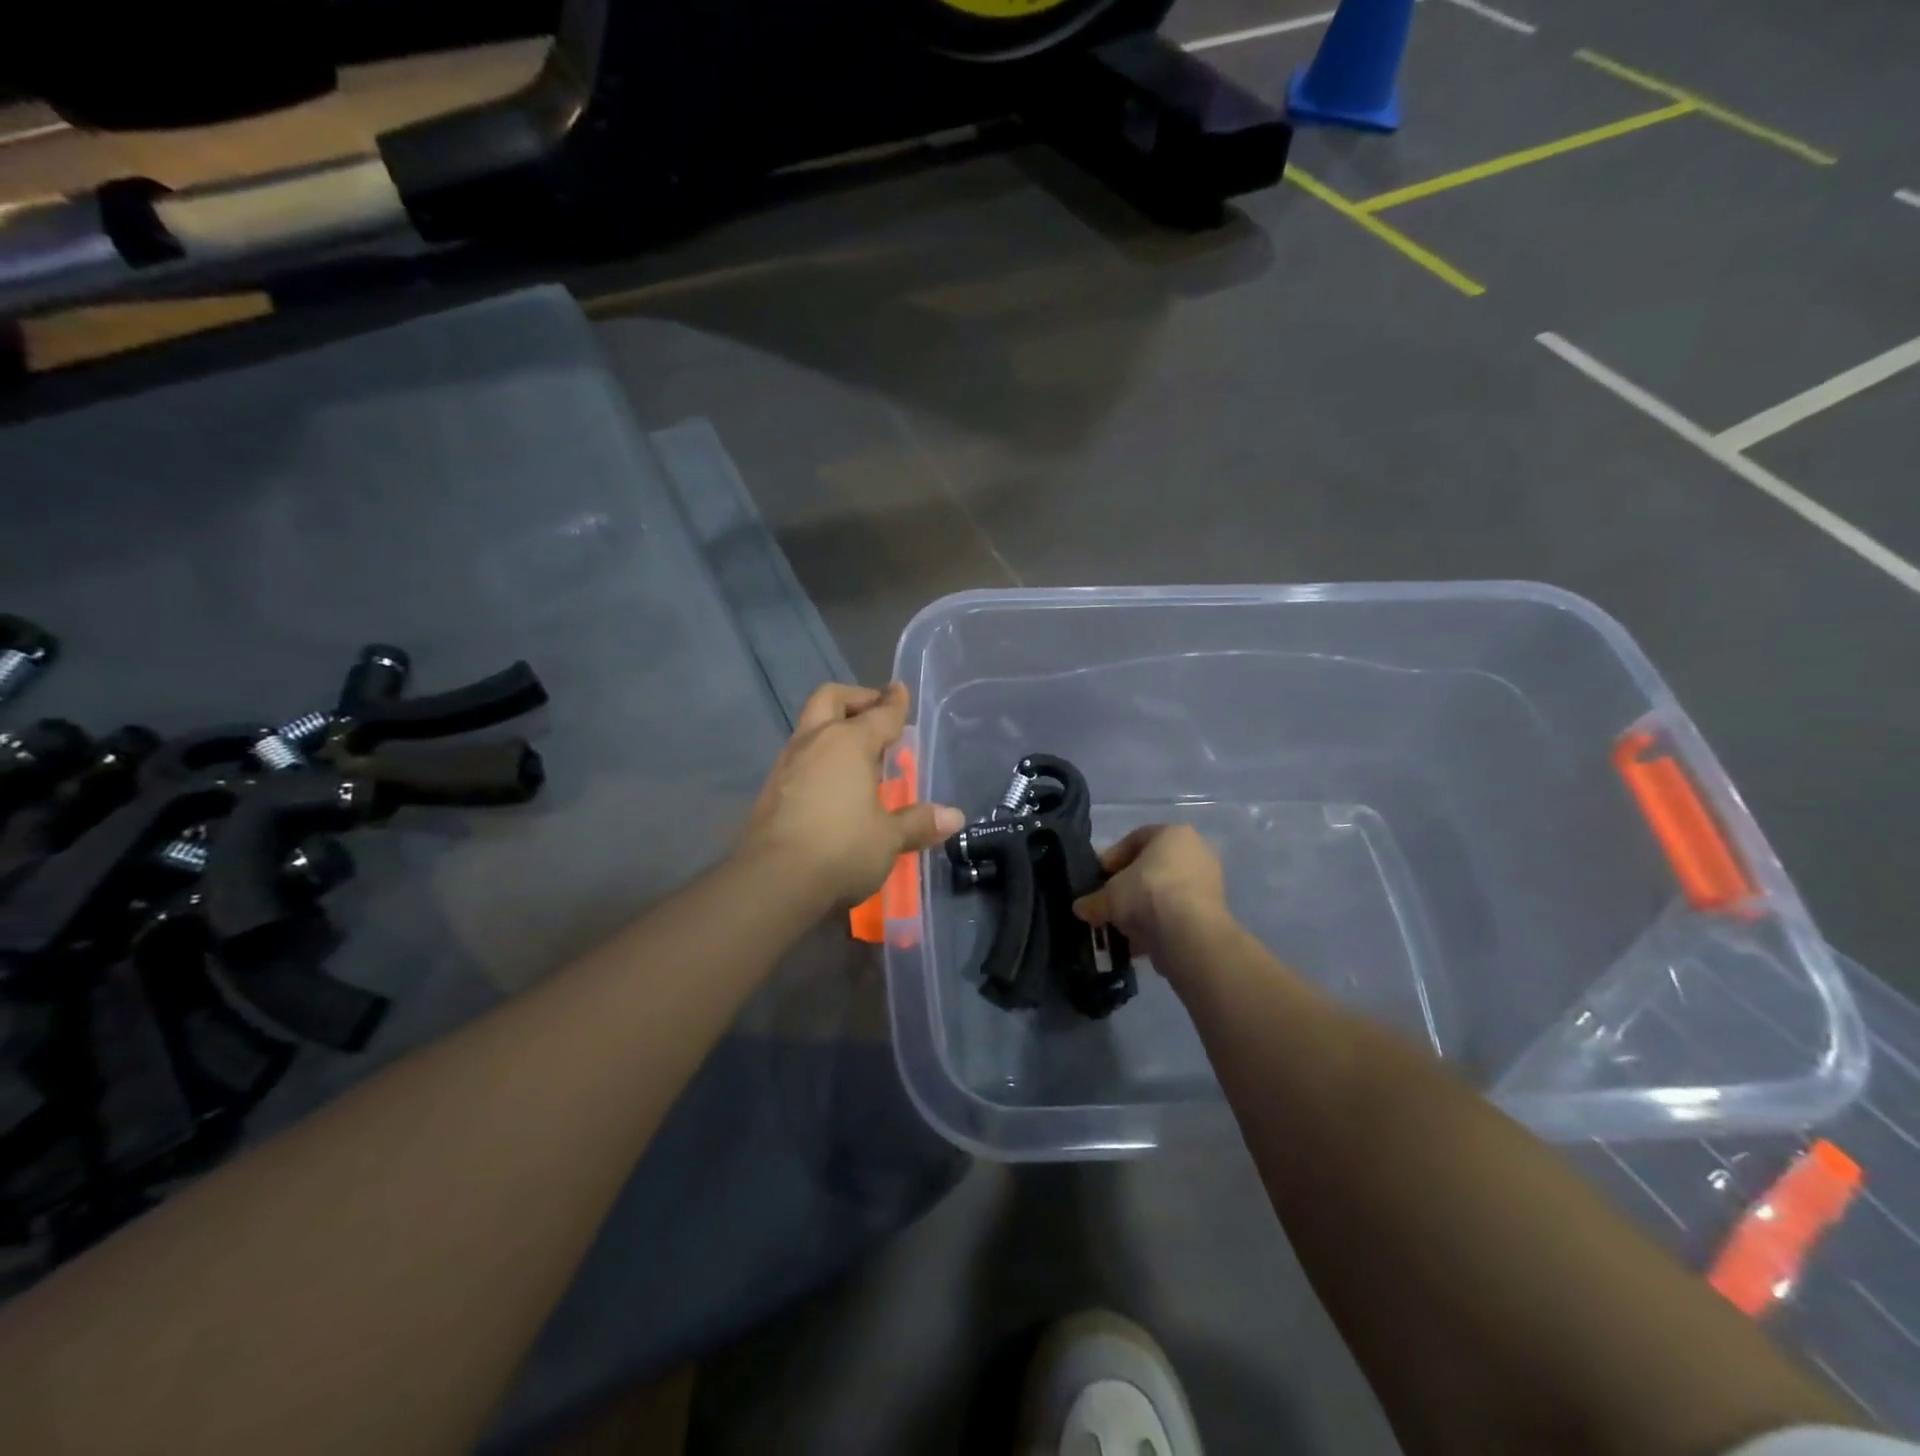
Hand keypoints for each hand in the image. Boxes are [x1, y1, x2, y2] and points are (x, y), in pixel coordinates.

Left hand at [739, 682, 963, 906]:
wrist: (772, 881)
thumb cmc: (841, 849)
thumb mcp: (888, 838)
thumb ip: (918, 823)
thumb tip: (953, 817)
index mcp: (848, 742)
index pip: (879, 714)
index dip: (894, 703)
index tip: (900, 690)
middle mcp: (814, 742)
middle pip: (830, 699)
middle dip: (855, 699)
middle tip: (874, 712)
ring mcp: (787, 764)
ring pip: (811, 727)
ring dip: (834, 729)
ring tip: (859, 754)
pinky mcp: (770, 789)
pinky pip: (800, 757)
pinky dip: (820, 757)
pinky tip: (834, 784)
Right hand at [1072, 824, 1228, 968]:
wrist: (1189, 933)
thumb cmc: (1147, 894)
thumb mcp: (1108, 896)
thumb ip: (1093, 900)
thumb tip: (1080, 908)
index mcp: (1173, 834)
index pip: (1136, 838)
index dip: (1113, 857)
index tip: (1099, 876)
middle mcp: (1196, 852)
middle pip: (1153, 866)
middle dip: (1130, 885)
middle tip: (1110, 901)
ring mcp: (1208, 882)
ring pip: (1166, 892)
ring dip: (1144, 908)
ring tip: (1122, 926)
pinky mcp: (1214, 912)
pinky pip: (1178, 913)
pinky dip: (1160, 925)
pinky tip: (1140, 941)